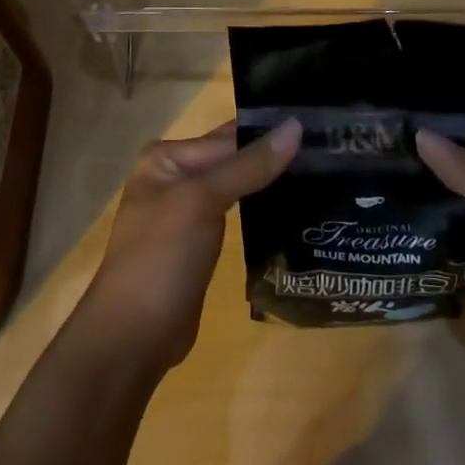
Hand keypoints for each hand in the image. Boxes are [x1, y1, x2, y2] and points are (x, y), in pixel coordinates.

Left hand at [77, 120, 301, 370]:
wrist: (134, 338)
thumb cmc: (161, 257)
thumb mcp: (202, 201)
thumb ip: (249, 165)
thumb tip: (295, 126)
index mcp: (168, 158)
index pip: (229, 136)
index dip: (271, 132)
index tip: (320, 128)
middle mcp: (177, 177)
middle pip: (235, 159)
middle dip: (275, 156)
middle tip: (330, 150)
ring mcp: (190, 212)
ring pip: (240, 187)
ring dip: (273, 183)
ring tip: (325, 174)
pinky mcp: (203, 244)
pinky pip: (238, 215)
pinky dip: (263, 211)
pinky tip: (299, 209)